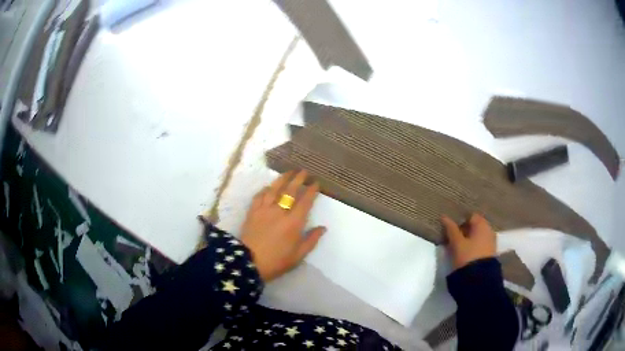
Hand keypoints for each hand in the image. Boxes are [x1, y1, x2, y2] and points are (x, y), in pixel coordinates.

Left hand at [240, 170, 325, 281]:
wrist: (249, 262)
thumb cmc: (277, 261)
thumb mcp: (298, 255)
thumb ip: (311, 240)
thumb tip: (323, 228)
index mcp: (294, 222)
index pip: (305, 201)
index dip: (311, 191)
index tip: (316, 183)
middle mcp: (280, 212)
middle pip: (290, 190)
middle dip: (299, 179)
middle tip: (304, 171)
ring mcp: (264, 210)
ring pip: (274, 189)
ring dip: (282, 179)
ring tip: (289, 172)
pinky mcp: (253, 211)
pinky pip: (259, 196)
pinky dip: (265, 189)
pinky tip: (268, 187)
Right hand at [441, 213, 495, 269]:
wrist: (480, 279)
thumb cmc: (467, 256)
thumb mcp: (457, 243)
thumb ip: (451, 229)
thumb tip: (444, 216)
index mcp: (482, 224)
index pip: (470, 216)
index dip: (460, 221)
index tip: (451, 229)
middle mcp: (489, 230)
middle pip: (475, 226)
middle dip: (465, 230)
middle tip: (453, 238)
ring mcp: (491, 241)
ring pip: (478, 236)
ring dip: (469, 239)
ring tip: (458, 247)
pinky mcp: (491, 253)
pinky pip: (481, 244)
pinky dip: (474, 246)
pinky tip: (467, 253)